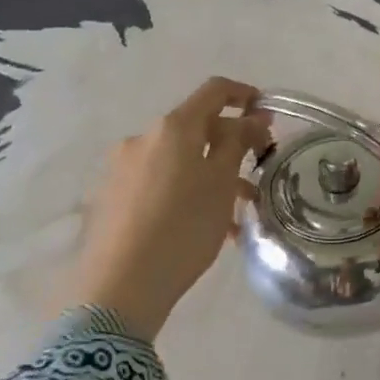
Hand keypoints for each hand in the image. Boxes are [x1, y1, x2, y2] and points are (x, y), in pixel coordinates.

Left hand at [72, 77, 271, 337]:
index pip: (214, 91)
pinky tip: (204, 226)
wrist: (118, 288)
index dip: (244, 94)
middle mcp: (143, 139)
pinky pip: (160, 182)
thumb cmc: (183, 227)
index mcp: (173, 128)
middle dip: (230, 144)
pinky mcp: (112, 197)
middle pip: (196, 128)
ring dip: (211, 174)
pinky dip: (187, 192)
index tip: (267, 114)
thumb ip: (239, 142)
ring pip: (180, 160)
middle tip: (257, 172)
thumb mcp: (222, 183)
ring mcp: (122, 169)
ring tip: (236, 211)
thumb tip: (253, 117)